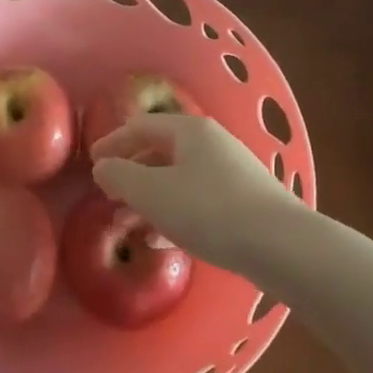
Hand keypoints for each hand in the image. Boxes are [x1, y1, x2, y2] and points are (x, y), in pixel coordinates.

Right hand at [90, 115, 305, 273]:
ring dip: (151, 197)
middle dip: (133, 173)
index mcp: (190, 131)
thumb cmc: (209, 210)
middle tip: (110, 194)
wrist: (281, 245)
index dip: (113, 142)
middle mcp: (212, 143)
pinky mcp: (244, 202)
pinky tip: (162, 241)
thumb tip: (103, 167)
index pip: (142, 126)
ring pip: (180, 178)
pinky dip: (174, 213)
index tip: (92, 161)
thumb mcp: (153, 193)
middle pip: (162, 151)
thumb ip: (121, 176)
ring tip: (130, 223)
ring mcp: (232, 172)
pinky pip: (198, 200)